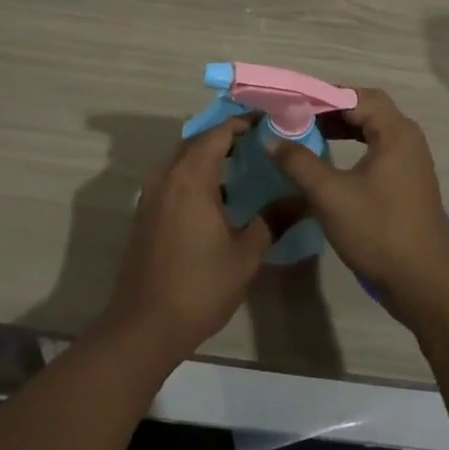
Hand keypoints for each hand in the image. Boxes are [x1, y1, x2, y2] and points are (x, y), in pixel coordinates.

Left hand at [103, 118, 271, 363]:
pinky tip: (216, 194)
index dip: (244, 123)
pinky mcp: (145, 212)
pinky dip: (193, 172)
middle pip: (198, 140)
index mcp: (191, 177)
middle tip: (259, 143)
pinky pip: (172, 176)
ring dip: (208, 154)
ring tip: (241, 165)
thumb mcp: (245, 255)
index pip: (219, 133)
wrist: (144, 326)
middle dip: (226, 136)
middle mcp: (167, 175)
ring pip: (181, 157)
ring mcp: (151, 193)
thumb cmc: (199, 287)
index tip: (269, 123)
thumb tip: (303, 200)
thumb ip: (272, 220)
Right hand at [270, 88, 448, 326]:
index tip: (291, 103)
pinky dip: (355, 146)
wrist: (425, 285)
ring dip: (343, 128)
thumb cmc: (378, 232)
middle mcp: (408, 139)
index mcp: (396, 132)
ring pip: (373, 130)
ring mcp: (412, 162)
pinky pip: (379, 149)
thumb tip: (271, 138)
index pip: (356, 96)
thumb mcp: (330, 195)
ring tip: (310, 134)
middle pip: (367, 108)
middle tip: (298, 116)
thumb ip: (299, 162)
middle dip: (331, 109)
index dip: (322, 96)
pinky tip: (333, 160)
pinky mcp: (409, 182)